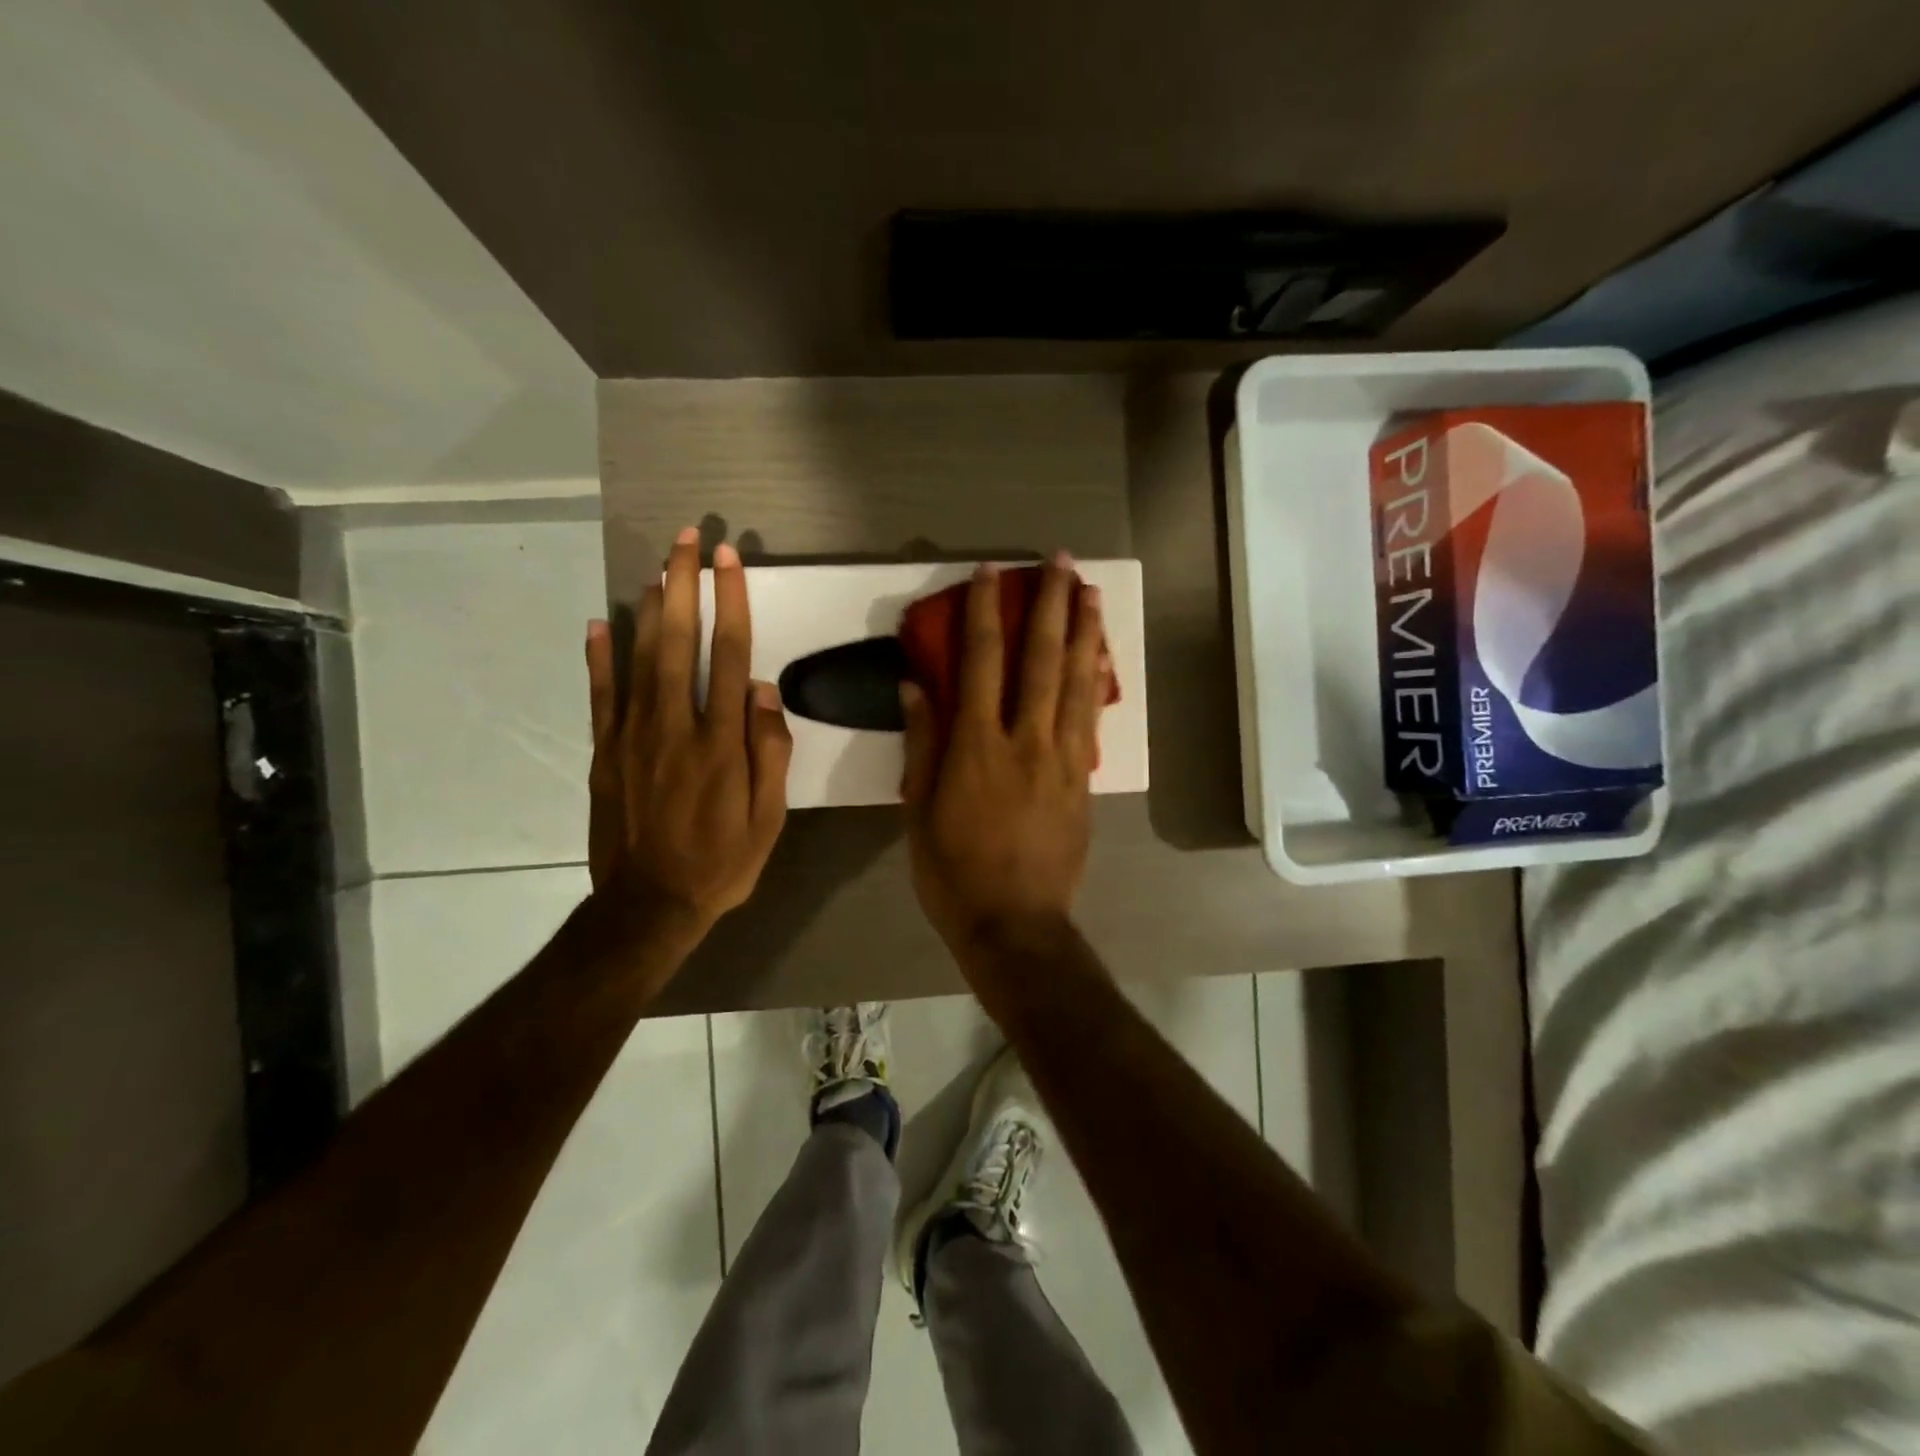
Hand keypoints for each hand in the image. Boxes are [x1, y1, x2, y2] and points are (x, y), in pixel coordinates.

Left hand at [585, 529, 791, 942]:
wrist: (649, 907)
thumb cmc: (721, 863)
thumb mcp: (769, 819)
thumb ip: (770, 752)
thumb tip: (766, 691)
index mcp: (721, 742)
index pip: (730, 656)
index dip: (731, 603)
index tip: (730, 561)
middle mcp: (675, 726)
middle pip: (679, 642)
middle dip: (684, 585)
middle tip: (688, 538)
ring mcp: (632, 736)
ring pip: (639, 658)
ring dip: (649, 607)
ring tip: (657, 566)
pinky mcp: (604, 752)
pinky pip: (601, 695)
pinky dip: (597, 657)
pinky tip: (598, 622)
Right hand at [900, 555, 1106, 955]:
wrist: (1016, 924)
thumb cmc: (953, 872)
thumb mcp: (919, 811)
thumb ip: (922, 744)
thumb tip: (917, 685)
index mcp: (976, 747)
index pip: (981, 662)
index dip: (985, 612)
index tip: (990, 574)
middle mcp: (1025, 740)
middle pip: (1041, 659)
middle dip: (1049, 605)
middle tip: (1060, 562)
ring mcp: (1061, 759)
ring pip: (1076, 682)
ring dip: (1084, 632)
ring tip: (1090, 591)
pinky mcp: (1082, 780)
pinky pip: (1090, 719)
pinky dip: (1095, 681)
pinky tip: (1100, 657)